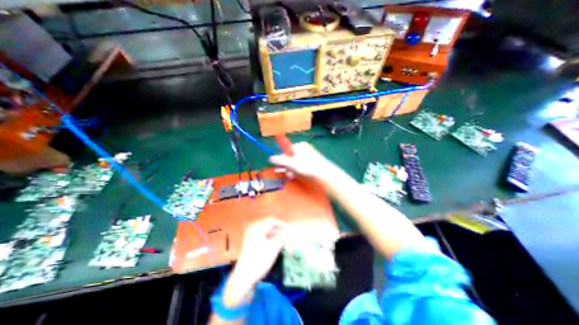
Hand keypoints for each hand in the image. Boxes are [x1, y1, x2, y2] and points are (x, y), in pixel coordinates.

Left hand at [222, 218, 284, 306]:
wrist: (243, 278)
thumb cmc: (259, 261)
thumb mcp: (273, 248)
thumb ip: (282, 238)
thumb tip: (290, 234)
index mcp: (257, 228)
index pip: (272, 221)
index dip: (282, 225)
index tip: (290, 230)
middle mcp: (253, 230)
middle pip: (269, 226)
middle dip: (279, 230)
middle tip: (288, 235)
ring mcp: (250, 237)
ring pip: (266, 232)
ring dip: (275, 235)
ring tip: (283, 241)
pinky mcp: (250, 244)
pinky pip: (262, 237)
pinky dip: (270, 239)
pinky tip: (276, 245)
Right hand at [271, 142, 337, 180]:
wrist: (325, 174)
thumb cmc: (307, 167)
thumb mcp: (291, 164)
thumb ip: (280, 160)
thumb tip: (270, 158)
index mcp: (298, 146)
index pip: (285, 151)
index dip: (281, 160)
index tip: (280, 168)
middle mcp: (303, 149)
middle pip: (290, 158)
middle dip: (288, 167)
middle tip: (289, 174)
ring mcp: (309, 155)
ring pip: (296, 163)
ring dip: (293, 170)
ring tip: (294, 176)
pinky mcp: (313, 162)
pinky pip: (302, 166)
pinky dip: (300, 171)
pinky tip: (300, 176)